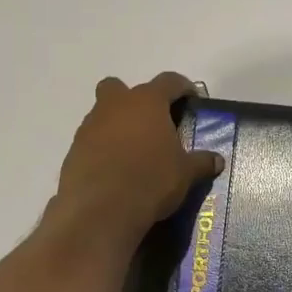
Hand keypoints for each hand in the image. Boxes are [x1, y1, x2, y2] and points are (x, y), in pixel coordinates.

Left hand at [54, 72, 222, 237]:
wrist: (101, 210)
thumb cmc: (151, 180)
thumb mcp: (185, 173)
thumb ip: (201, 162)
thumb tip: (217, 160)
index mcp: (147, 102)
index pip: (168, 81)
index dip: (182, 87)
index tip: (192, 100)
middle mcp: (115, 105)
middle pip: (120, 87)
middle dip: (135, 99)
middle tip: (152, 123)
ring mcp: (90, 126)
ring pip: (103, 113)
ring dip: (118, 125)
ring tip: (135, 152)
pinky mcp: (74, 150)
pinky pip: (92, 140)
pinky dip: (103, 148)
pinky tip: (116, 170)